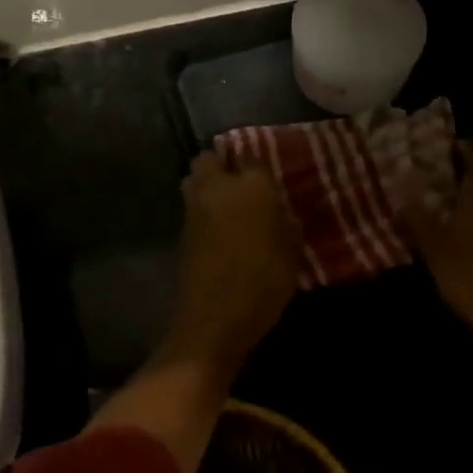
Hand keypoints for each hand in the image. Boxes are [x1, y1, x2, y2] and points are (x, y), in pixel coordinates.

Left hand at [162, 154, 300, 371]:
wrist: (217, 316)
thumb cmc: (265, 280)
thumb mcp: (290, 249)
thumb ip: (282, 220)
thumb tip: (276, 209)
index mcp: (251, 185)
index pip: (252, 155)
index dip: (259, 166)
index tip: (268, 178)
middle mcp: (217, 188)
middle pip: (209, 159)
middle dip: (222, 165)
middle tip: (241, 183)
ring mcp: (193, 209)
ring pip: (193, 180)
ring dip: (207, 186)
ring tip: (228, 205)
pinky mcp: (181, 232)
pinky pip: (191, 208)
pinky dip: (202, 211)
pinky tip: (218, 228)